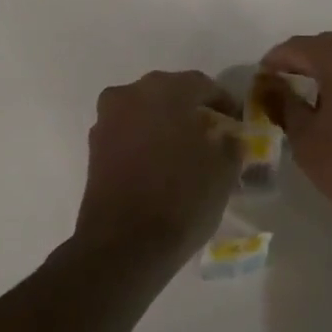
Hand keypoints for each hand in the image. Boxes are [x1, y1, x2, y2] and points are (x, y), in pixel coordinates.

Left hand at [72, 71, 242, 274]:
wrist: (123, 246)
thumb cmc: (181, 199)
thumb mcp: (223, 171)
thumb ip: (230, 144)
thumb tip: (227, 136)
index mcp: (166, 90)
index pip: (201, 84)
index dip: (222, 101)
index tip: (236, 120)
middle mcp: (132, 94)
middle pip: (168, 92)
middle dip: (190, 108)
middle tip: (211, 130)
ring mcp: (108, 119)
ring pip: (144, 110)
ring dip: (164, 122)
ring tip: (184, 148)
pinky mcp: (94, 147)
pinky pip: (127, 132)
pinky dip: (144, 140)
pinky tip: (159, 163)